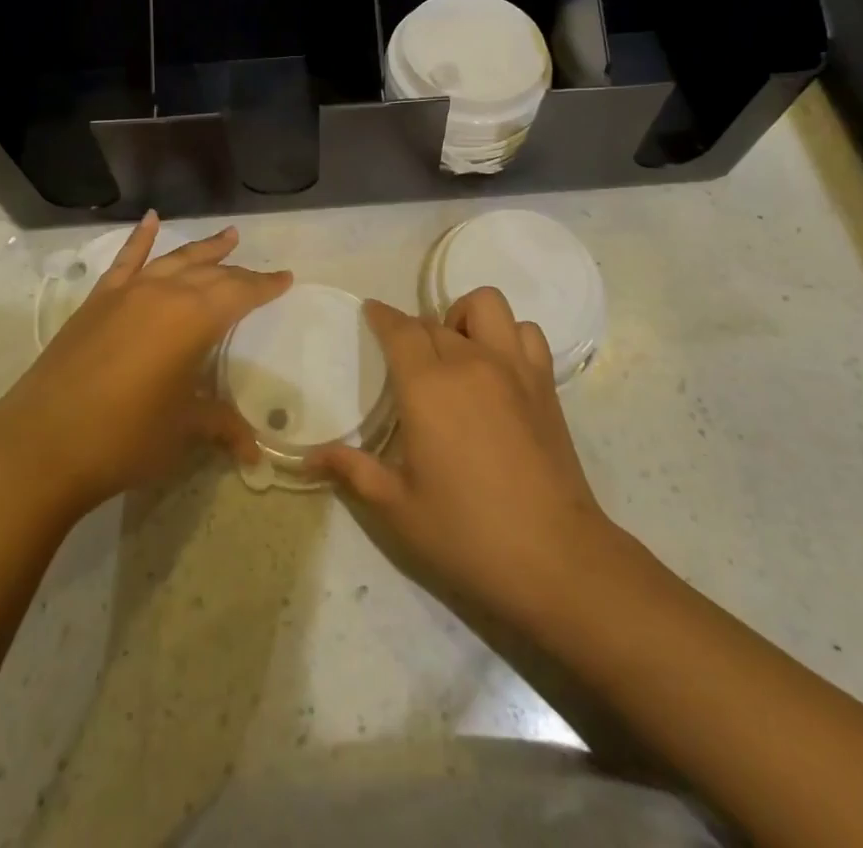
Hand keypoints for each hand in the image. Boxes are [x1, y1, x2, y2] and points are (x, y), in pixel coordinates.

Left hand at [0, 214, 291, 520]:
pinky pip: (124, 261)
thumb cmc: (124, 438)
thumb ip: (220, 425)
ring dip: (203, 249)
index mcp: (194, 319)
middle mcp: (163, 294)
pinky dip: (140, 239)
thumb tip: (254, 450)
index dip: (265, 286)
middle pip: (211, 274)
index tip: (285, 278)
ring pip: (174, 261)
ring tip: (227, 235)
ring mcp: (126, 293)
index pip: (240, 293)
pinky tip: (151, 219)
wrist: (39, 448)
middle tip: (259, 274)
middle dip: (238, 272)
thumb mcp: (182, 430)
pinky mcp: (96, 302)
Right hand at [313, 289, 618, 625]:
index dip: (382, 316)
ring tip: (457, 352)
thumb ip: (353, 471)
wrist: (555, 557)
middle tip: (406, 361)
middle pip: (435, 321)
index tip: (371, 312)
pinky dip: (508, 335)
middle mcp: (470, 362)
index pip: (400, 329)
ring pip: (486, 306)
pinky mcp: (544, 383)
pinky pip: (526, 332)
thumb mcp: (397, 508)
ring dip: (464, 318)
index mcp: (428, 386)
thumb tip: (308, 457)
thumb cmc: (467, 533)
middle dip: (414, 330)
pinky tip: (498, 368)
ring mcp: (513, 368)